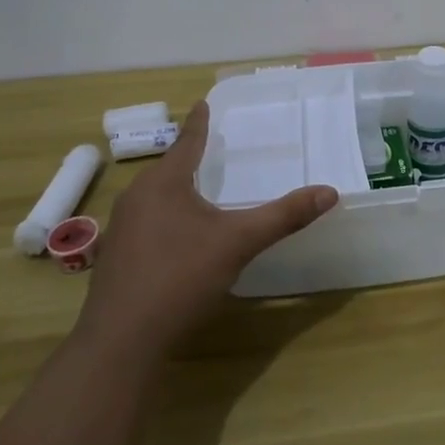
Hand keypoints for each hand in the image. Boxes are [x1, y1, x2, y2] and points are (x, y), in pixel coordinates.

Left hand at [75, 102, 337, 359]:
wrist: (122, 341)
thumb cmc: (181, 277)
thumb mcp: (239, 243)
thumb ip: (284, 216)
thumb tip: (330, 192)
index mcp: (164, 183)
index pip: (187, 142)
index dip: (199, 123)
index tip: (202, 103)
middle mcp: (136, 197)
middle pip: (168, 169)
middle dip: (188, 158)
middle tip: (210, 148)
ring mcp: (121, 229)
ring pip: (154, 198)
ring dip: (176, 190)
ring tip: (198, 189)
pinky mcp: (115, 258)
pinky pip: (146, 223)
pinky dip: (166, 218)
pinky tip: (178, 236)